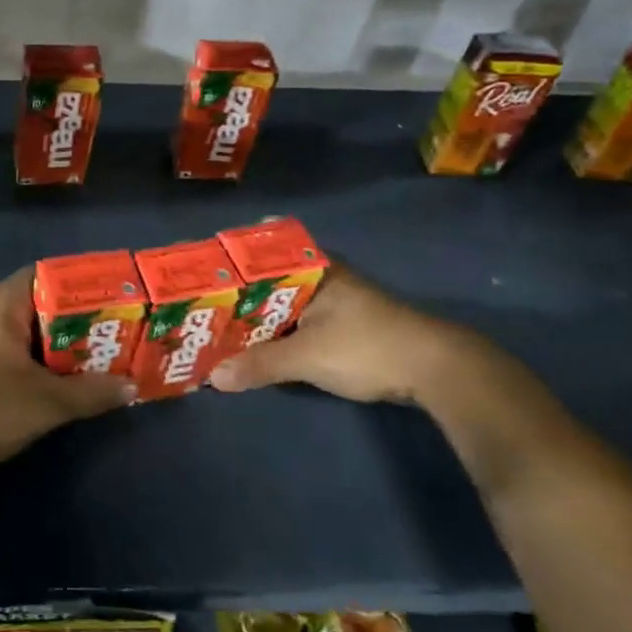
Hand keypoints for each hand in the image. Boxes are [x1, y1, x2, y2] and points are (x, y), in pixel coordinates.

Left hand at [0, 267, 135, 474]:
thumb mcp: (47, 402)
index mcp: (0, 302)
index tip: (113, 299)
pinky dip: (32, 355)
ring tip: (92, 356)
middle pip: (38, 301)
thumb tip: (131, 386)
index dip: (82, 284)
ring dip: (54, 341)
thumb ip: (92, 392)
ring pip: (22, 327)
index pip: (48, 274)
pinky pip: (6, 345)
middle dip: (74, 319)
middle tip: (110, 333)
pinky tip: (54, 377)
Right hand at [210, 268, 494, 406]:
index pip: (260, 253)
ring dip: (254, 317)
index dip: (228, 260)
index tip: (197, 268)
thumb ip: (260, 364)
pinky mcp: (342, 327)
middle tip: (195, 303)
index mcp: (313, 269)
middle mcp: (321, 278)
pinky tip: (252, 345)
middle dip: (234, 294)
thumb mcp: (307, 356)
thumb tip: (213, 378)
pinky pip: (295, 323)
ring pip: (281, 304)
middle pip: (267, 281)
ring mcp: (333, 302)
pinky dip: (273, 332)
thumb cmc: (367, 347)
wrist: (436, 370)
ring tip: (213, 326)